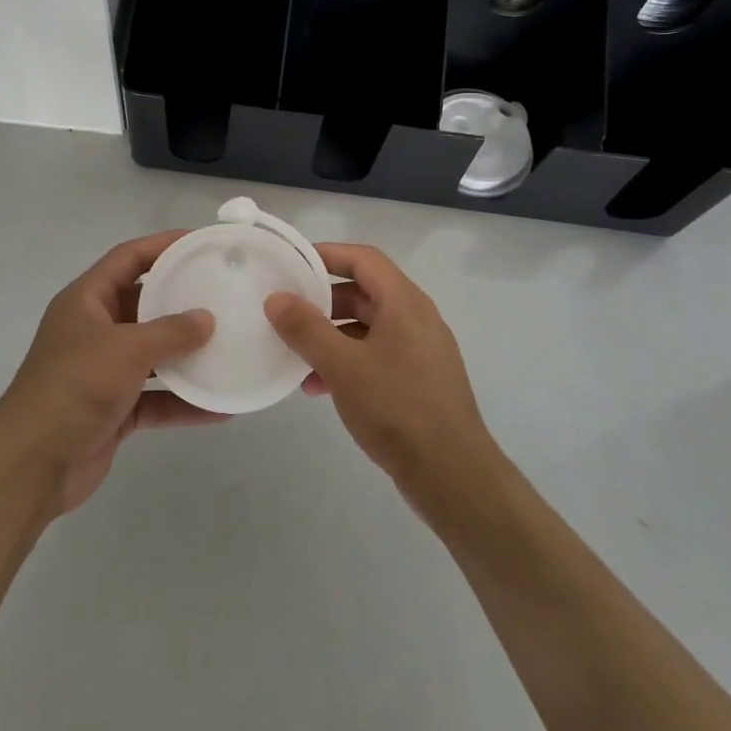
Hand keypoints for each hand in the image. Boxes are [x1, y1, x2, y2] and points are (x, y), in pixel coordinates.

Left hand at [0, 232, 223, 516]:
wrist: (33, 465)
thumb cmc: (75, 387)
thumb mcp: (125, 349)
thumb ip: (170, 332)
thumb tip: (207, 319)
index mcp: (87, 300)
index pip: (128, 258)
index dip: (162, 245)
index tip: (200, 242)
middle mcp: (95, 329)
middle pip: (144, 304)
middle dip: (181, 300)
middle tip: (223, 293)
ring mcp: (104, 371)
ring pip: (153, 353)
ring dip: (186, 354)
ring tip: (229, 345)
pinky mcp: (114, 408)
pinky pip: (156, 397)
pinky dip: (183, 401)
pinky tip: (219, 407)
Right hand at [266, 244, 496, 500]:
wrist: (453, 476)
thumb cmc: (397, 409)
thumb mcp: (343, 366)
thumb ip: (306, 329)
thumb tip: (276, 298)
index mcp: (404, 302)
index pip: (363, 259)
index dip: (328, 254)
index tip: (292, 262)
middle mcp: (416, 318)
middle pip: (364, 292)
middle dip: (323, 301)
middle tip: (288, 310)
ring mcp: (420, 351)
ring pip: (368, 328)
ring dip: (331, 337)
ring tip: (297, 357)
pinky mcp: (419, 380)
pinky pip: (377, 356)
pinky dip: (348, 362)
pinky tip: (320, 388)